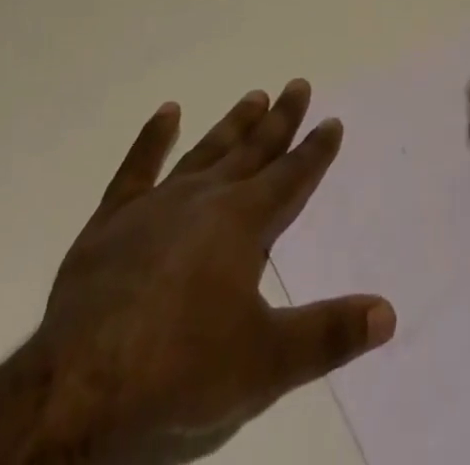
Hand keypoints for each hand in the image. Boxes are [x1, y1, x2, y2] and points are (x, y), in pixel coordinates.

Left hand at [0, 81, 394, 464]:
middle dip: (280, 120)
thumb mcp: (266, 363)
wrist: (81, 385)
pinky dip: (153, 137)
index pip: (291, 178)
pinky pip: (138, 167)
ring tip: (254, 94)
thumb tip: (388, 312)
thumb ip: (328, 334)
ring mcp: (157, 203)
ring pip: (206, 151)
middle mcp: (206, 198)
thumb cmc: (181, 369)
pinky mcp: (113, 219)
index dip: (315, 151)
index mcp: (243, 223)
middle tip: (297, 84)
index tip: (332, 120)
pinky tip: (167, 111)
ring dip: (232, 124)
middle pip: (252, 151)